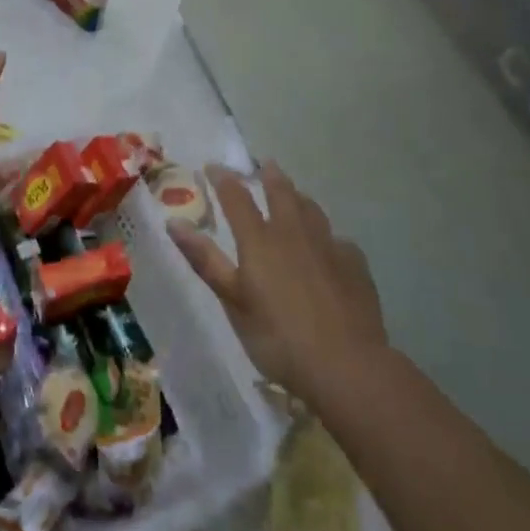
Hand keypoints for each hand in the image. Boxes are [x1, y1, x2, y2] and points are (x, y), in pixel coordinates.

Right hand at [170, 161, 387, 400]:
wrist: (347, 366)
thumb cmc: (278, 337)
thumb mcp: (233, 301)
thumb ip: (205, 260)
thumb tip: (174, 222)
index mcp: (259, 240)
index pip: (236, 197)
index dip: (223, 178)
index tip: (213, 166)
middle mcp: (293, 233)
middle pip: (281, 192)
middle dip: (269, 175)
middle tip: (264, 164)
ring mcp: (328, 246)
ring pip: (311, 209)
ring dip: (298, 197)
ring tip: (294, 194)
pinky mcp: (355, 265)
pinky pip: (337, 239)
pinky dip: (326, 235)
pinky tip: (328, 246)